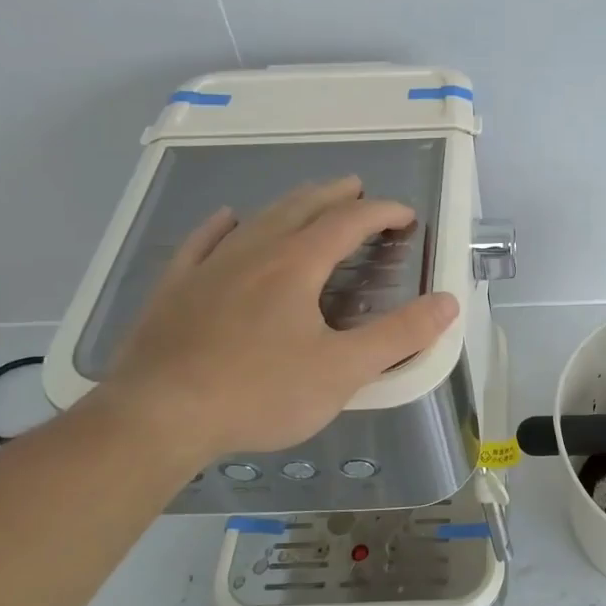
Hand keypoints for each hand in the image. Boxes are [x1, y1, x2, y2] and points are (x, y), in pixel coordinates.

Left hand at [100, 177, 458, 464]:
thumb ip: (399, 335)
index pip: (349, 222)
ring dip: (290, 204)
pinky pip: (202, 242)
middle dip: (336, 195)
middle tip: (358, 190)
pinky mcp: (175, 288)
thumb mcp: (343, 370)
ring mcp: (209, 266)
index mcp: (297, 264)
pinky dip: (223, 225)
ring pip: (257, 219)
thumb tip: (448, 302)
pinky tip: (226, 219)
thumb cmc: (259, 393)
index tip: (406, 215)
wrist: (157, 416)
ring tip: (308, 200)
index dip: (382, 213)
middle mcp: (254, 251)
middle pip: (302, 207)